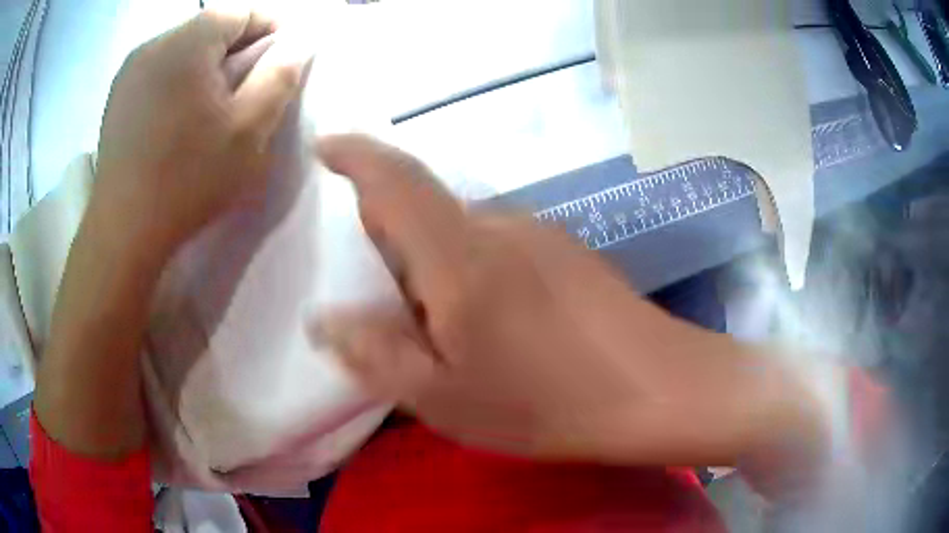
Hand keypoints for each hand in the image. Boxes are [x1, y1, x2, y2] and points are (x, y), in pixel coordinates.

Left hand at [92, 8, 307, 259]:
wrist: (123, 233)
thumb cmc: (187, 181)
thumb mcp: (248, 131)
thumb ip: (280, 77)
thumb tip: (300, 43)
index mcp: (187, 43)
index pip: (241, 11)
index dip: (270, 28)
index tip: (282, 59)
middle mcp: (154, 44)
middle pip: (210, 27)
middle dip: (236, 48)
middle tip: (247, 88)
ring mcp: (130, 70)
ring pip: (183, 48)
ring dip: (205, 64)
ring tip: (211, 104)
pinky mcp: (117, 95)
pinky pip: (158, 69)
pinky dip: (177, 79)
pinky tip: (178, 116)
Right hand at [315, 135, 827, 490]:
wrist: (659, 390)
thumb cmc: (549, 403)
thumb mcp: (445, 398)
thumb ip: (377, 354)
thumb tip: (323, 319)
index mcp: (460, 254)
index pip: (395, 178)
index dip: (355, 154)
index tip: (324, 146)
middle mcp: (500, 224)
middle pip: (425, 208)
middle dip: (390, 239)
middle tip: (384, 303)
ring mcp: (541, 233)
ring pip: (462, 231)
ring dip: (435, 263)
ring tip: (442, 329)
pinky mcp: (567, 251)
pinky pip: (498, 245)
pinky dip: (472, 271)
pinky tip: (494, 326)